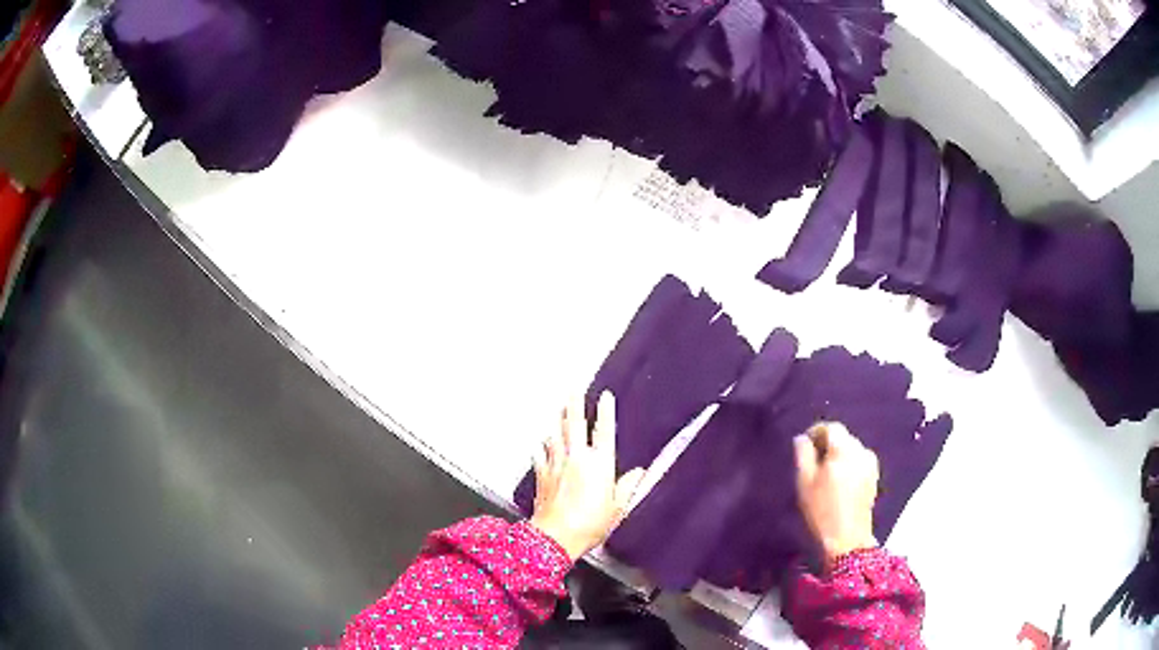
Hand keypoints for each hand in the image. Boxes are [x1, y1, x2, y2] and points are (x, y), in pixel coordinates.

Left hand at [530, 392, 646, 561]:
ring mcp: (557, 465)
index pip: (604, 431)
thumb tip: (639, 473)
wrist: (556, 536)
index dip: (606, 412)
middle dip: (575, 403)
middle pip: (575, 425)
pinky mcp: (542, 475)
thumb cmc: (590, 524)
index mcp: (600, 465)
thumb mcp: (618, 508)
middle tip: (574, 387)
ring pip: (556, 435)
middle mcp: (577, 459)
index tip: (605, 396)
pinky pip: (541, 455)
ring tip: (558, 408)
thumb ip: (627, 487)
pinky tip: (540, 443)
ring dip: (557, 420)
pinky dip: (541, 447)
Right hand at [794, 422, 879, 567]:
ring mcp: (870, 463)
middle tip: (812, 460)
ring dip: (839, 454)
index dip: (817, 431)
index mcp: (843, 449)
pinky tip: (840, 481)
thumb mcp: (805, 482)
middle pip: (843, 437)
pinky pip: (859, 460)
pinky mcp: (874, 476)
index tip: (804, 444)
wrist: (847, 538)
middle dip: (828, 443)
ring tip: (826, 472)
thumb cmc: (822, 510)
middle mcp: (861, 450)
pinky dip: (849, 463)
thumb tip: (802, 439)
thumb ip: (803, 455)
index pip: (832, 427)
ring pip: (852, 448)